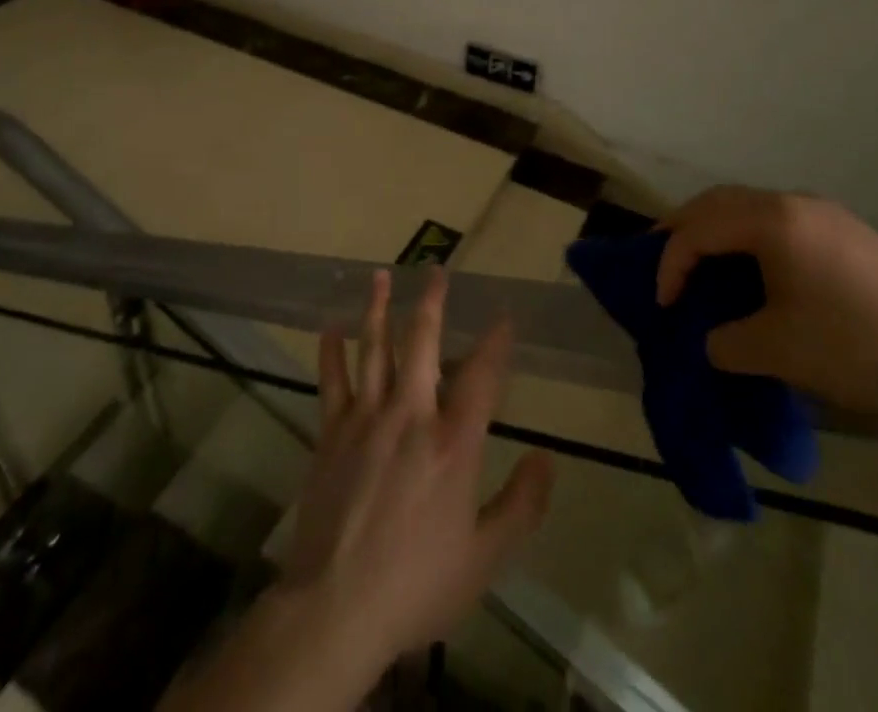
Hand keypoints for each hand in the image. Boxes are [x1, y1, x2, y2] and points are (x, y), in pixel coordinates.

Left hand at [279, 268, 555, 666]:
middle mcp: (410, 415)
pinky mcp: (331, 432)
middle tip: (435, 269)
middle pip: (422, 342)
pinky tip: (330, 326)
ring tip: (380, 274)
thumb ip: (521, 506)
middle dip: (432, 302)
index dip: (496, 342)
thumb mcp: (484, 558)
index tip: (504, 315)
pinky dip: (331, 351)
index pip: (481, 377)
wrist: (336, 608)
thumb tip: (547, 458)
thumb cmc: (417, 584)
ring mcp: (366, 418)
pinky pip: (331, 381)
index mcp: (452, 443)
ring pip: (373, 348)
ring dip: (378, 308)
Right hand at [654, 186, 877, 423]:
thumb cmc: (858, 346)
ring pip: (747, 207)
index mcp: (772, 221)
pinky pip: (775, 221)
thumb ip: (725, 341)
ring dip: (715, 230)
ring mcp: (823, 213)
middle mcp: (793, 203)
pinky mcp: (845, 232)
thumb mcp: (778, 351)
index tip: (662, 305)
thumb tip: (711, 339)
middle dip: (682, 229)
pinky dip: (745, 237)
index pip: (699, 231)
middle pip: (717, 202)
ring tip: (697, 263)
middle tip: (658, 260)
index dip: (670, 264)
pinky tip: (749, 270)